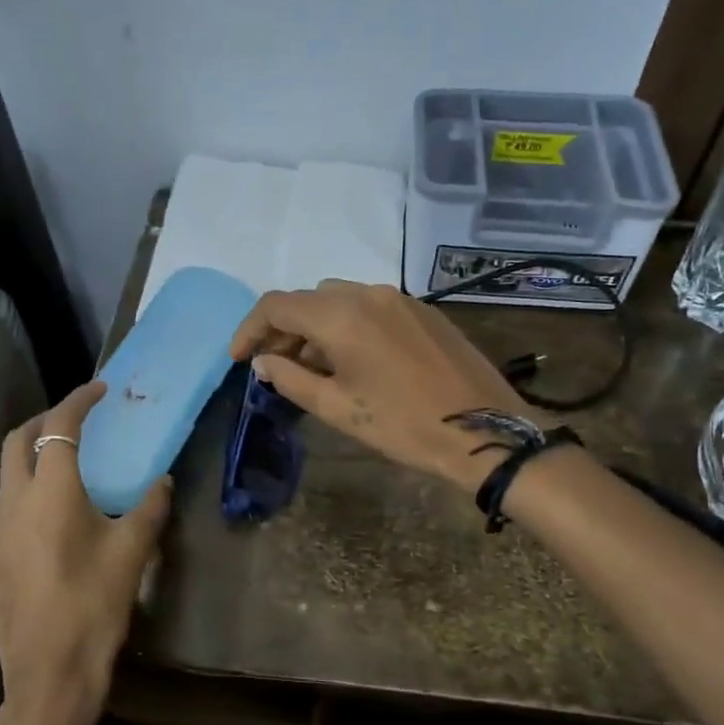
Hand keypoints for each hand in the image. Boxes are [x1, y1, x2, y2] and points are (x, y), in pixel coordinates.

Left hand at [0, 382, 171, 724]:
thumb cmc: (95, 606)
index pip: (59, 427)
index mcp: (50, 492)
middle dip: (46, 419)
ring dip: (36, 451)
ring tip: (74, 458)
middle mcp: (15, 502)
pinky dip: (31, 482)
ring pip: (9, 471)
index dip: (79, 401)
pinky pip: (11, 500)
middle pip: (18, 440)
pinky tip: (62, 506)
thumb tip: (163, 482)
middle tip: (81, 418)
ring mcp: (0, 531)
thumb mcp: (133, 552)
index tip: (100, 389)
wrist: (49, 675)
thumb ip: (150, 508)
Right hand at [229, 281, 531, 492]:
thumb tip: (262, 362)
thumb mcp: (338, 408)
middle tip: (272, 367)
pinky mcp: (423, 311)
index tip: (238, 359)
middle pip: (309, 299)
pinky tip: (351, 361)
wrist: (485, 431)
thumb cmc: (404, 425)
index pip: (278, 305)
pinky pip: (370, 307)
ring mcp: (400, 299)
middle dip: (283, 330)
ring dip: (315, 328)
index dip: (249, 329)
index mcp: (342, 316)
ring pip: (339, 300)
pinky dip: (347, 326)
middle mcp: (369, 293)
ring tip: (310, 368)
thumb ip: (291, 379)